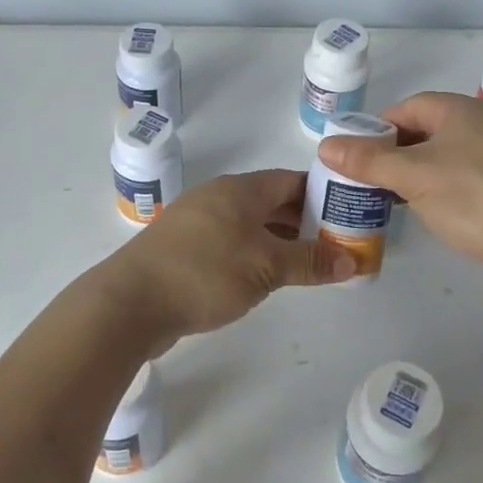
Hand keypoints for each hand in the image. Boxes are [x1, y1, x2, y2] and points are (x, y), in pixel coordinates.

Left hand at [104, 169, 356, 348]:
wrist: (130, 302)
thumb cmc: (205, 273)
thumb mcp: (266, 267)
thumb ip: (309, 262)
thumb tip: (352, 261)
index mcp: (240, 189)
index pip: (291, 180)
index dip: (322, 193)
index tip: (349, 213)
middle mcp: (219, 198)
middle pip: (272, 201)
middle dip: (305, 220)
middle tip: (338, 242)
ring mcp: (198, 223)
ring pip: (251, 224)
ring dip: (280, 240)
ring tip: (311, 262)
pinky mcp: (184, 249)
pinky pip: (231, 243)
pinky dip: (255, 254)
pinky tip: (267, 277)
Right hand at [318, 92, 482, 290]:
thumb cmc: (475, 197)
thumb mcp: (412, 176)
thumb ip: (368, 160)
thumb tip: (325, 145)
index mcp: (462, 110)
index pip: (408, 108)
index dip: (377, 128)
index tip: (354, 156)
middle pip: (427, 132)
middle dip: (394, 154)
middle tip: (366, 181)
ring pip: (446, 159)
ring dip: (417, 176)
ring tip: (390, 200)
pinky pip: (466, 181)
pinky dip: (443, 192)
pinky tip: (430, 214)